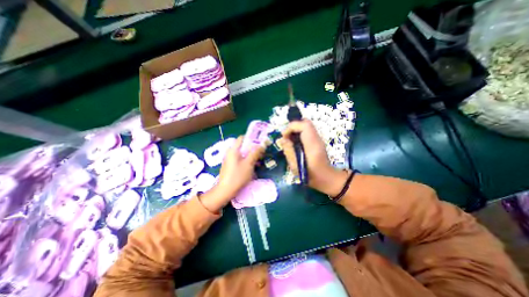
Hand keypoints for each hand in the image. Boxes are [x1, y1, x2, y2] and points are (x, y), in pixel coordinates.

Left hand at [198, 136, 264, 211]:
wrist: (225, 190)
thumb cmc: (238, 176)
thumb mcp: (249, 164)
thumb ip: (255, 153)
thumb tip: (262, 145)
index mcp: (233, 150)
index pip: (242, 138)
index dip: (251, 138)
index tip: (259, 142)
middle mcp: (230, 153)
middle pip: (242, 146)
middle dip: (252, 148)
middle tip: (261, 152)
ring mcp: (229, 160)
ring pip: (242, 154)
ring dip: (250, 155)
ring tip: (259, 160)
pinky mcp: (230, 166)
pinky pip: (239, 159)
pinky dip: (246, 160)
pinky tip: (253, 166)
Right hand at [278, 120, 349, 195]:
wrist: (327, 179)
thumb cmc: (311, 175)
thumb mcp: (295, 166)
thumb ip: (288, 150)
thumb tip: (282, 139)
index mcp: (312, 144)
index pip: (304, 125)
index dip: (292, 127)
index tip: (284, 136)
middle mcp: (317, 139)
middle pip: (306, 122)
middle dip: (293, 127)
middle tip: (286, 137)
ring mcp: (318, 139)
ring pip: (306, 126)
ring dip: (296, 130)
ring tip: (289, 141)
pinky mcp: (317, 141)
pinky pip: (307, 132)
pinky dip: (299, 134)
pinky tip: (295, 144)